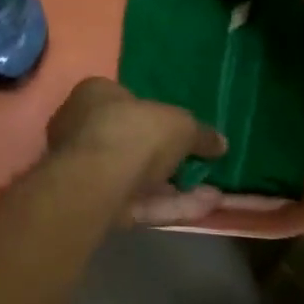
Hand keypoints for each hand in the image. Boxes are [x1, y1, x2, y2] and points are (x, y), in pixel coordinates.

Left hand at [43, 79, 230, 225]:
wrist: (97, 181)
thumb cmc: (133, 131)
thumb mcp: (179, 124)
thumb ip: (200, 133)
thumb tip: (220, 142)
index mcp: (94, 94)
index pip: (126, 99)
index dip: (155, 114)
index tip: (183, 130)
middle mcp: (83, 128)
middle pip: (131, 141)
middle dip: (167, 157)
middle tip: (200, 164)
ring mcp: (86, 169)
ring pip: (137, 177)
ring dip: (176, 187)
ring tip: (215, 193)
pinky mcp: (95, 204)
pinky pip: (139, 202)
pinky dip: (170, 205)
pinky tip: (205, 208)